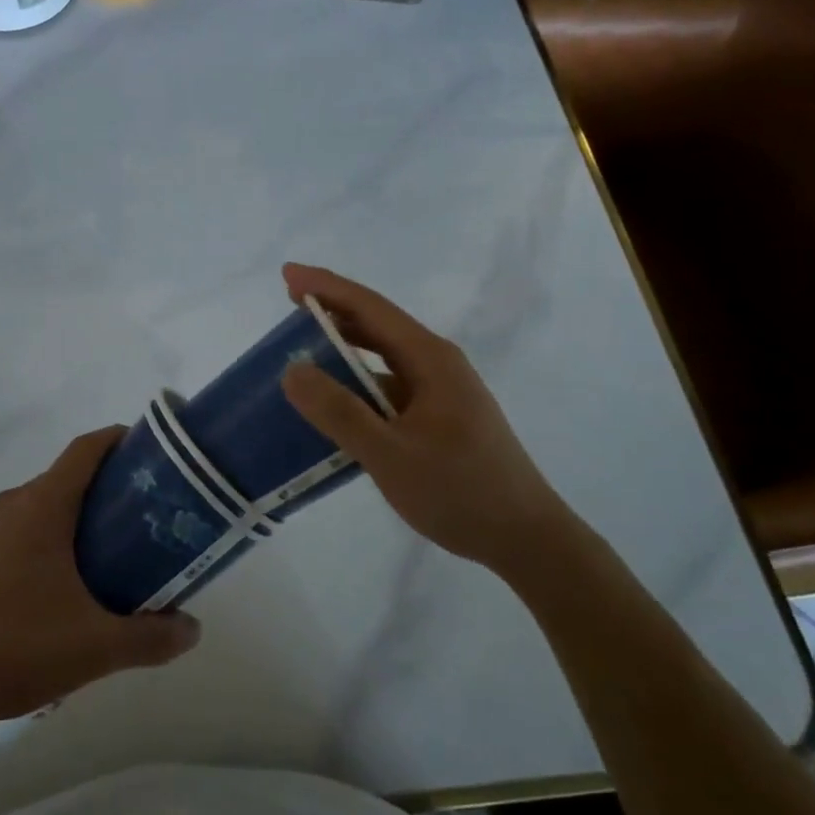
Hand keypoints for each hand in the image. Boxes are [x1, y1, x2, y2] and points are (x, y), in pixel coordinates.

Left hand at [0, 427, 201, 727]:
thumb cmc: (20, 648)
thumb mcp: (97, 646)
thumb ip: (151, 636)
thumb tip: (193, 630)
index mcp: (42, 505)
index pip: (85, 450)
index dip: (118, 440)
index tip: (150, 452)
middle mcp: (12, 504)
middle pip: (66, 477)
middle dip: (105, 487)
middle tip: (142, 515)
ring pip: (41, 504)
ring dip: (75, 515)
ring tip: (108, 550)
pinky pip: (19, 528)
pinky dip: (47, 536)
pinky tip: (61, 582)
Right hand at [279, 263, 570, 578]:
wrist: (527, 540)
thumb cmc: (462, 492)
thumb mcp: (391, 455)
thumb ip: (340, 412)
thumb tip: (292, 370)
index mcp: (429, 358)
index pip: (370, 307)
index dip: (326, 287)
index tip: (287, 274)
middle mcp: (436, 363)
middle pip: (377, 324)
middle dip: (332, 310)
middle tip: (288, 304)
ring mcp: (441, 389)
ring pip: (383, 354)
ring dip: (345, 345)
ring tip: (303, 346)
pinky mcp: (440, 414)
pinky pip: (389, 384)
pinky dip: (358, 380)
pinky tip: (337, 399)